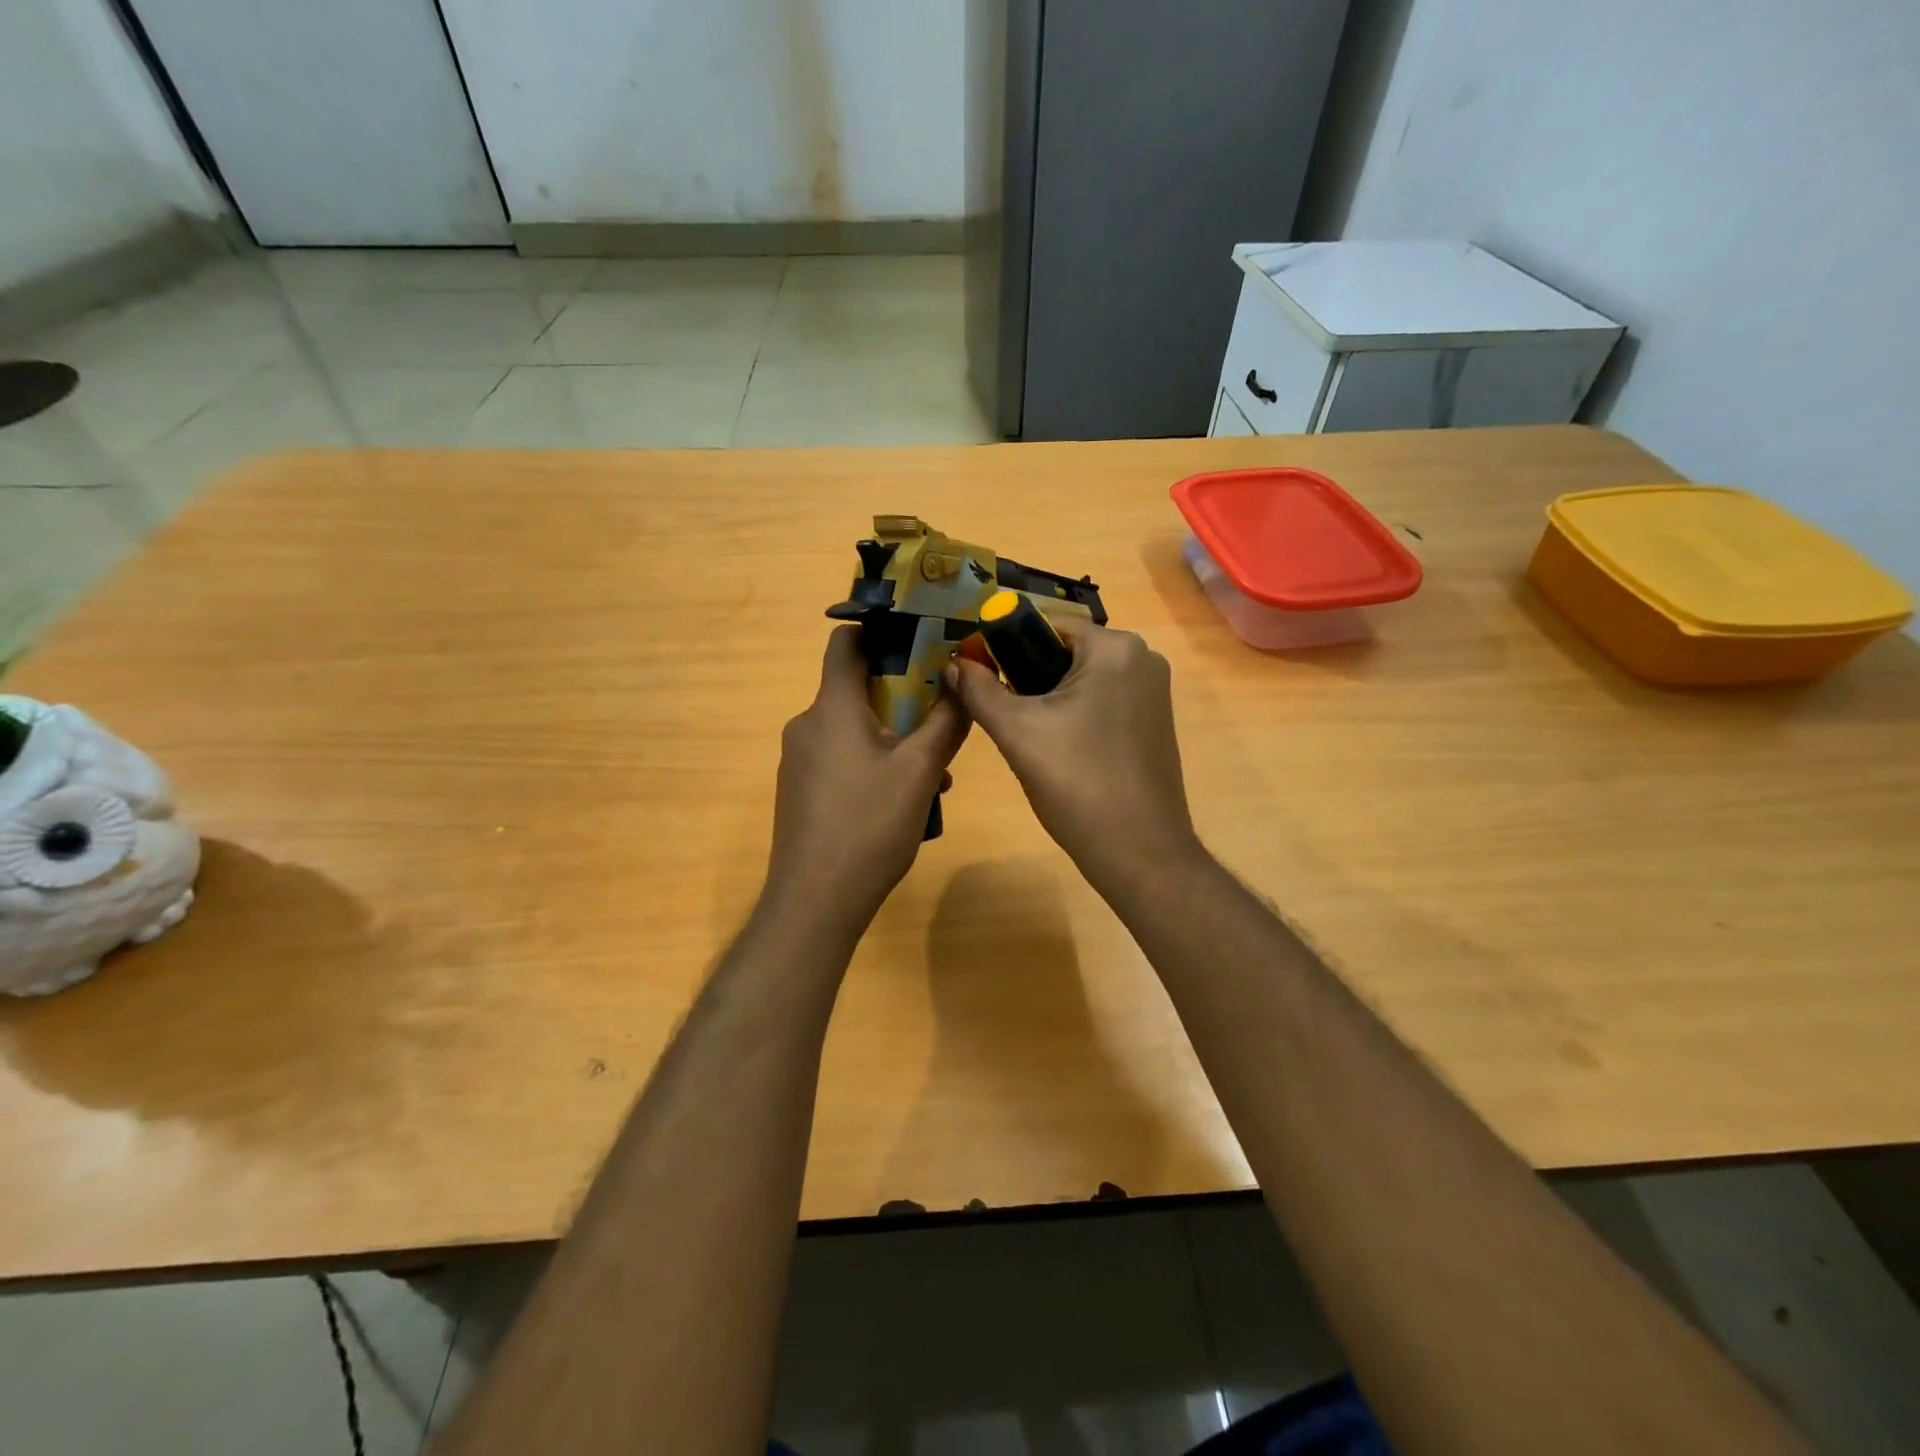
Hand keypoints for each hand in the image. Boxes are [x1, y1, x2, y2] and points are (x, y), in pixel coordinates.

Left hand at [766, 626, 969, 935]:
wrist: (815, 900)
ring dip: (893, 739)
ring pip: (853, 730)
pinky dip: (873, 765)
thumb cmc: (869, 826)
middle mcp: (808, 725)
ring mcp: (799, 761)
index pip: (846, 643)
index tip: (918, 639)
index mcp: (832, 708)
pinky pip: (841, 760)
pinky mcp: (800, 791)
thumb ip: (945, 724)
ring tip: (933, 774)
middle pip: (855, 689)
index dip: (879, 631)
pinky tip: (902, 801)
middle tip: (941, 717)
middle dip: (901, 697)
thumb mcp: (920, 772)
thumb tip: (962, 685)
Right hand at [947, 617, 1198, 888]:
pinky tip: (1058, 748)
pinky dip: (1074, 714)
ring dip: (1048, 698)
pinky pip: (1103, 700)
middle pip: (1065, 651)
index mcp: (1116, 648)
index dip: (1003, 645)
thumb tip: (953, 663)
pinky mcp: (1155, 721)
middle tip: (1001, 714)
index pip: (1046, 625)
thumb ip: (980, 690)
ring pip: (1083, 678)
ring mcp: (1154, 692)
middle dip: (1027, 676)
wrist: (1139, 852)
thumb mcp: (1017, 732)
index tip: (976, 675)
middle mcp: (1143, 658)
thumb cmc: (1077, 783)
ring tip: (1026, 736)